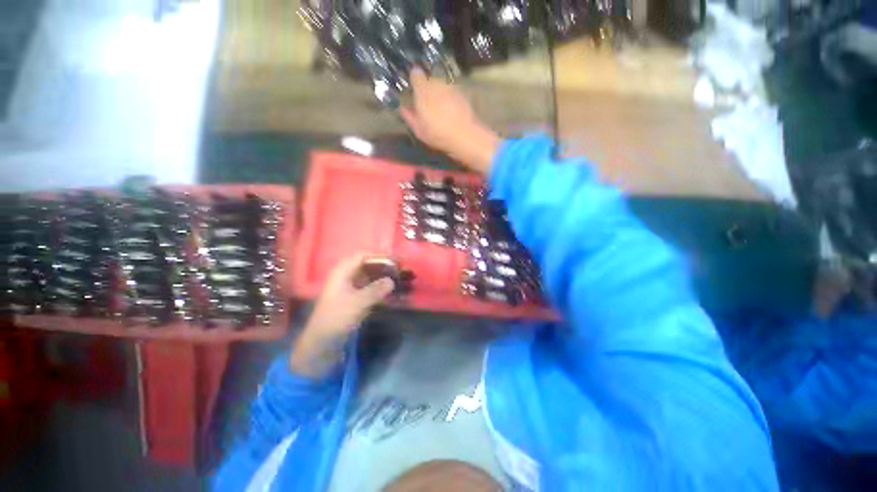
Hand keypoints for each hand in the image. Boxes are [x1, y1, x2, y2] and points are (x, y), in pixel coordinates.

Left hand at [289, 253, 394, 377]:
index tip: (397, 259)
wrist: (323, 343)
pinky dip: (382, 288)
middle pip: (369, 265)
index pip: (363, 256)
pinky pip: (372, 288)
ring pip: (371, 277)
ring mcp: (351, 288)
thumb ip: (375, 290)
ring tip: (401, 279)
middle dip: (385, 266)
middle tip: (402, 270)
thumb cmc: (336, 318)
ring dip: (385, 277)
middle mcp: (347, 276)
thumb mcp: (357, 303)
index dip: (380, 255)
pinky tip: (394, 292)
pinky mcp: (356, 299)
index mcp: (343, 272)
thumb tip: (392, 281)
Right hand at [401, 68, 499, 173]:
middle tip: (427, 105)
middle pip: (429, 81)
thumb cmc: (437, 133)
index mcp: (423, 90)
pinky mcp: (462, 94)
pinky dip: (450, 100)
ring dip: (439, 94)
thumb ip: (409, 117)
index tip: (414, 90)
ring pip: (441, 87)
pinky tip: (451, 113)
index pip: (416, 74)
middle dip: (427, 90)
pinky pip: (452, 94)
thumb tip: (403, 108)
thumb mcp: (419, 130)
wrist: (464, 135)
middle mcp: (437, 83)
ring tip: (440, 111)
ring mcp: (451, 87)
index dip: (414, 80)